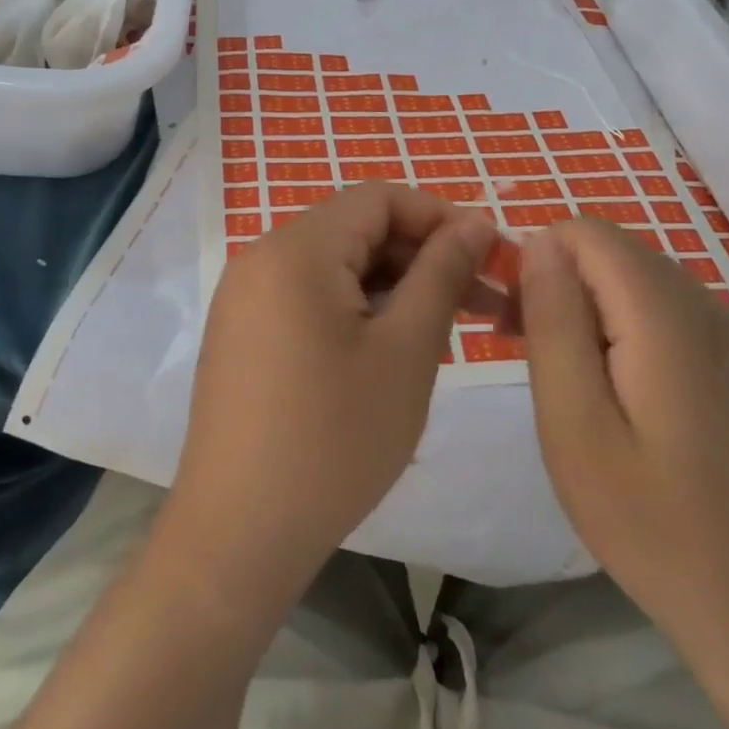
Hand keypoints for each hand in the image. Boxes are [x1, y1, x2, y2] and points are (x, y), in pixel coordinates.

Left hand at [164, 184, 493, 609]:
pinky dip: (353, 307)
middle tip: (481, 303)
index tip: (489, 256)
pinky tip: (387, 350)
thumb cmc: (334, 440)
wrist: (239, 530)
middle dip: (420, 256)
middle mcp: (261, 257)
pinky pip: (306, 296)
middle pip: (354, 230)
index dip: (439, 216)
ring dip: (391, 286)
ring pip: (333, 266)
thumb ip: (440, 274)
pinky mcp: (241, 331)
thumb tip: (474, 222)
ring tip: (443, 332)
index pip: (378, 198)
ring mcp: (244, 296)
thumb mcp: (405, 352)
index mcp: (296, 249)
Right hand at [520, 221, 728, 669]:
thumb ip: (554, 320)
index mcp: (666, 315)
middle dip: (558, 280)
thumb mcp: (573, 420)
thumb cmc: (648, 518)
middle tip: (525, 350)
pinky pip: (664, 310)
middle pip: (611, 251)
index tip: (512, 320)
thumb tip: (539, 243)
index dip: (537, 260)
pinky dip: (622, 325)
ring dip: (587, 304)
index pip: (586, 233)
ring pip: (635, 278)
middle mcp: (708, 306)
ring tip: (563, 374)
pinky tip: (613, 388)